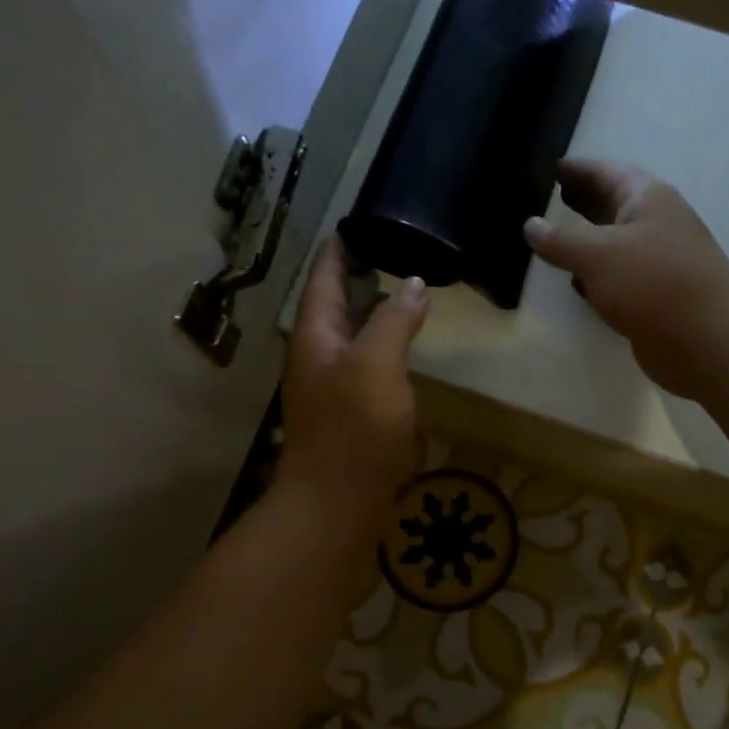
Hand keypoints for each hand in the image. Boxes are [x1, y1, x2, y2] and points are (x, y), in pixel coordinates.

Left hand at [278, 236, 426, 531]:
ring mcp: (330, 390)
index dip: (338, 250)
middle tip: (390, 254)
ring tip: (401, 296)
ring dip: (371, 316)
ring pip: (350, 340)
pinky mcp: (347, 418)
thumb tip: (412, 285)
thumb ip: (393, 321)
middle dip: (356, 279)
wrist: (337, 504)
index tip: (355, 224)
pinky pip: (364, 370)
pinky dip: (381, 352)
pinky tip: (402, 355)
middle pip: (333, 308)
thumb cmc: (354, 429)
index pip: (323, 279)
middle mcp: (316, 358)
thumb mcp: (377, 365)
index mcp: (315, 337)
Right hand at [524, 159, 728, 397]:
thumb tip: (530, 225)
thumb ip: (560, 239)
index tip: (553, 168)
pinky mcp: (654, 298)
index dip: (579, 170)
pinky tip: (576, 283)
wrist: (706, 338)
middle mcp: (655, 224)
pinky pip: (618, 278)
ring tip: (553, 240)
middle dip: (583, 203)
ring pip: (614, 245)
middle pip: (612, 206)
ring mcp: (657, 263)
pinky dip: (596, 277)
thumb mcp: (597, 254)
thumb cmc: (653, 282)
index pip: (606, 173)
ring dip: (587, 242)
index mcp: (646, 199)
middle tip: (550, 199)